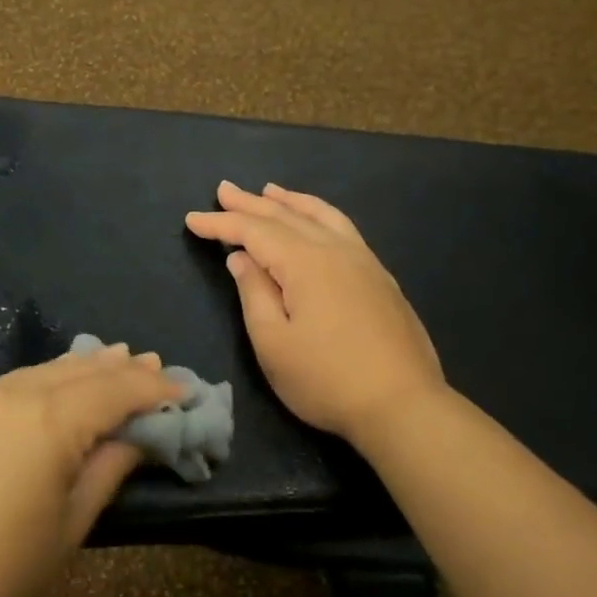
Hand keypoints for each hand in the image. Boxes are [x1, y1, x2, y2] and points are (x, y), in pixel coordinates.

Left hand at [0, 347, 180, 596]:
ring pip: (44, 369)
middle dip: (122, 368)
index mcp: (52, 420)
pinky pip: (11, 383)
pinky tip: (53, 386)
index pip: (117, 390)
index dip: (155, 388)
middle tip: (153, 364)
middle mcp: (16, 393)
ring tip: (112, 359)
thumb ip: (110, 467)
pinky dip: (44, 379)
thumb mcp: (71, 522)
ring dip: (83, 366)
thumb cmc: (2, 566)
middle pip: (82, 369)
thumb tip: (138, 435)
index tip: (184, 389)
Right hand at [186, 181, 445, 443]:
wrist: (404, 406)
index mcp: (305, 263)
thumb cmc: (327, 380)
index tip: (191, 219)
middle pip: (286, 216)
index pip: (254, 231)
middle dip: (251, 203)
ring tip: (270, 190)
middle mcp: (336, 250)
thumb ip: (254, 293)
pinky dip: (320, 215)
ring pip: (322, 216)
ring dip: (291, 201)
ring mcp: (364, 262)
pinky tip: (317, 221)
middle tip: (223, 190)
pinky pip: (344, 229)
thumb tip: (242, 258)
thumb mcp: (273, 343)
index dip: (221, 224)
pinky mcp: (380, 278)